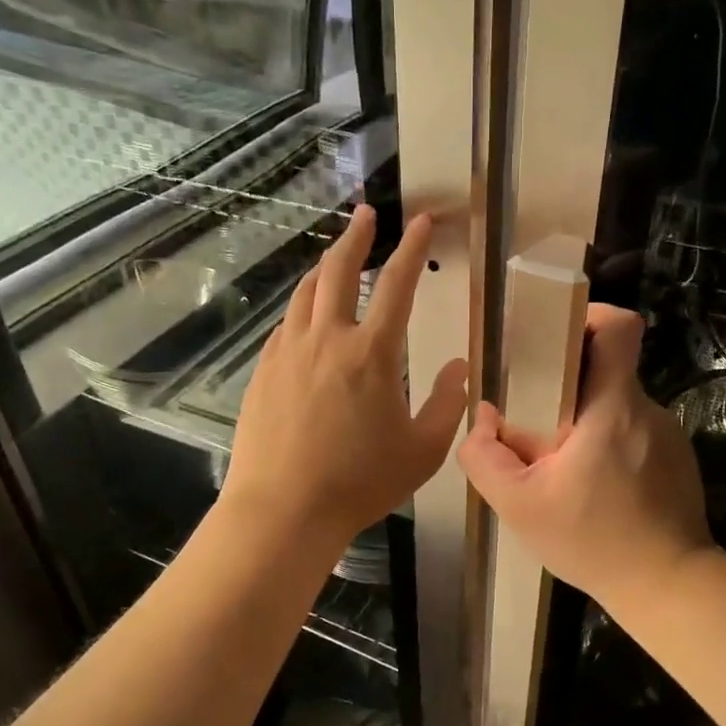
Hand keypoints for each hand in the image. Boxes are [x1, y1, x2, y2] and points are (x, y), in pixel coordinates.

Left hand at [222, 206, 467, 554]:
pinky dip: (302, 308)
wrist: (283, 510)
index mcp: (372, 352)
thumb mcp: (423, 450)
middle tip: (365, 215)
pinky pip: (286, 325)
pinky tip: (306, 317)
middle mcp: (327, 339)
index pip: (396, 284)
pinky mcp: (264, 371)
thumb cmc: (360, 483)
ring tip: (335, 257)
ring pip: (305, 292)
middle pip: (338, 270)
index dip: (412, 248)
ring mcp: (288, 352)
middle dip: (356, 236)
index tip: (421, 221)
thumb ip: (447, 403)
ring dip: (323, 266)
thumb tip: (461, 367)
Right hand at [458, 304, 712, 618]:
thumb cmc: (593, 541)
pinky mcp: (677, 458)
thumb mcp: (519, 505)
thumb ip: (485, 456)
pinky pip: (634, 432)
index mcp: (613, 408)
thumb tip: (484, 417)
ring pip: (618, 403)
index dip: (590, 314)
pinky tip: (595, 487)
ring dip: (587, 418)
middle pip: (609, 367)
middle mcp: (647, 410)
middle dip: (569, 380)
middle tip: (537, 412)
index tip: (557, 333)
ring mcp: (668, 434)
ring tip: (563, 462)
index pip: (620, 327)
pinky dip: (610, 444)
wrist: (669, 586)